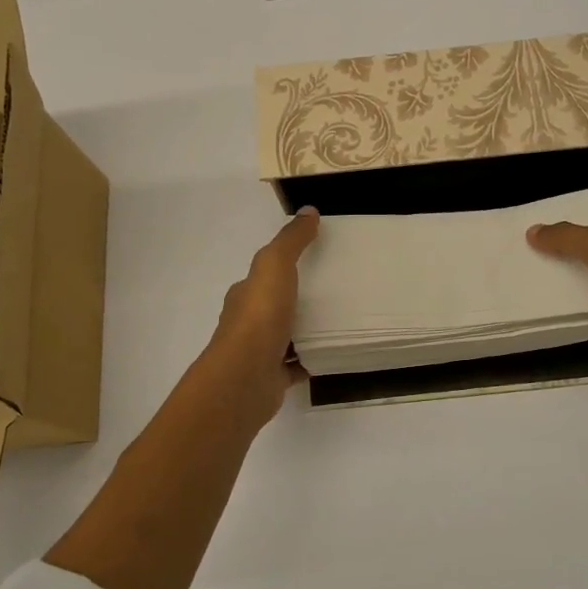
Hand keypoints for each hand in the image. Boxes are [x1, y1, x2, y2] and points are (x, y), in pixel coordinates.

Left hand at [203, 207, 320, 421]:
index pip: (264, 276)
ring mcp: (260, 352)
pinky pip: (298, 364)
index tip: (315, 260)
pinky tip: (335, 352)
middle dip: (299, 299)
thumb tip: (308, 211)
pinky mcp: (274, 377)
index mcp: (245, 295)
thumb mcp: (275, 266)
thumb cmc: (259, 317)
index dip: (284, 266)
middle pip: (276, 306)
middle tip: (336, 290)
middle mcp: (249, 323)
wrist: (245, 377)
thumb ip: (291, 240)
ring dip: (307, 329)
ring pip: (287, 336)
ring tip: (341, 319)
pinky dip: (314, 359)